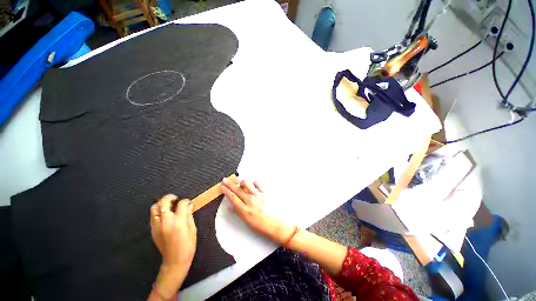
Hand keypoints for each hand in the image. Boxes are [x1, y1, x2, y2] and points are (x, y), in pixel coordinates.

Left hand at [150, 195, 196, 297]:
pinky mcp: (152, 230)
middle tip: (176, 199)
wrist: (174, 261)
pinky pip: (153, 216)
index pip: (181, 204)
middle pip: (164, 202)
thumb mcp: (192, 229)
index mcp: (178, 222)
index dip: (186, 201)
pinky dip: (158, 212)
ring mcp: (157, 226)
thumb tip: (189, 205)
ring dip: (162, 204)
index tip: (188, 203)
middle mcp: (166, 222)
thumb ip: (189, 215)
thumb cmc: (188, 245)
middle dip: (170, 197)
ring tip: (168, 206)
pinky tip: (165, 216)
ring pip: (154, 208)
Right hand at [220, 177, 293, 244]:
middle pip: (237, 189)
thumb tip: (231, 206)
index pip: (232, 197)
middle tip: (225, 179)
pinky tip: (253, 184)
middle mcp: (251, 201)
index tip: (222, 186)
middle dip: (229, 183)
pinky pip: (258, 183)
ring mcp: (259, 195)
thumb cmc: (263, 226)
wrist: (278, 226)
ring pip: (246, 184)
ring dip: (241, 182)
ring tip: (240, 183)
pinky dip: (254, 182)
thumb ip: (239, 212)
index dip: (226, 191)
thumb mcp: (248, 222)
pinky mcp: (266, 192)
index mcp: (245, 210)